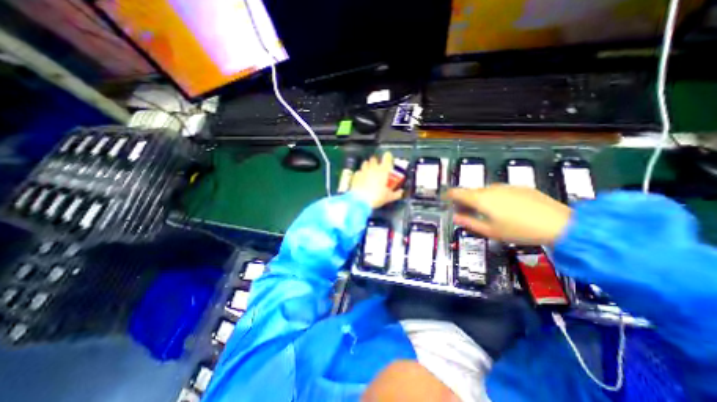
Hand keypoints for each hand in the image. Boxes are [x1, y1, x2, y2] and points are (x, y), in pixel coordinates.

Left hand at [352, 151, 401, 209]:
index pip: (387, 157)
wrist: (360, 201)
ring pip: (365, 163)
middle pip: (374, 159)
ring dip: (368, 166)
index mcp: (383, 170)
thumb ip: (396, 194)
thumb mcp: (389, 197)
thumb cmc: (377, 197)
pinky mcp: (356, 176)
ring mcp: (363, 171)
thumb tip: (400, 192)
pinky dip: (361, 174)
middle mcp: (373, 168)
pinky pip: (359, 171)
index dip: (388, 157)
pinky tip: (362, 179)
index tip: (388, 159)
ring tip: (370, 172)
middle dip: (376, 162)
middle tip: (379, 168)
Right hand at [447, 183, 571, 244]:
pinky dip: (495, 198)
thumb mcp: (490, 231)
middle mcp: (490, 189)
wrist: (559, 224)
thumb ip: (469, 223)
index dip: (448, 196)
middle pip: (470, 192)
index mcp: (480, 199)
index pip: (456, 192)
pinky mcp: (519, 187)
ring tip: (486, 213)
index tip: (446, 201)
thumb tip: (455, 217)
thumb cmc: (519, 230)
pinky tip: (505, 209)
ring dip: (480, 199)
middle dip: (464, 201)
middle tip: (466, 212)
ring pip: (485, 191)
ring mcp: (505, 186)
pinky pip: (499, 191)